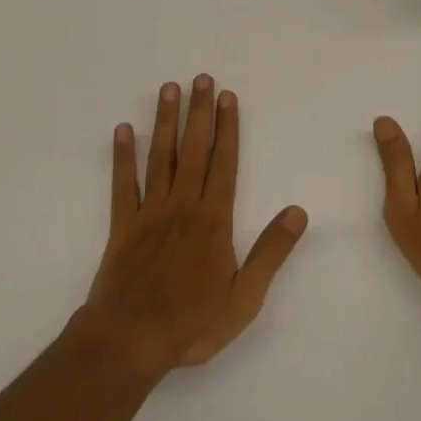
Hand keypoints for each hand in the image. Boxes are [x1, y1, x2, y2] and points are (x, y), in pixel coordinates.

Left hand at [79, 76, 307, 378]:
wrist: (128, 342)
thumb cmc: (191, 323)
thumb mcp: (244, 297)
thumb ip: (271, 252)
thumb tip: (298, 211)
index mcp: (213, 220)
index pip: (225, 163)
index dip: (228, 128)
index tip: (228, 97)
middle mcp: (183, 206)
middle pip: (193, 150)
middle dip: (199, 112)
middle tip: (201, 78)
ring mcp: (150, 212)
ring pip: (160, 157)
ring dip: (165, 122)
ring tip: (168, 89)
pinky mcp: (122, 226)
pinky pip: (122, 184)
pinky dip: (122, 156)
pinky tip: (123, 130)